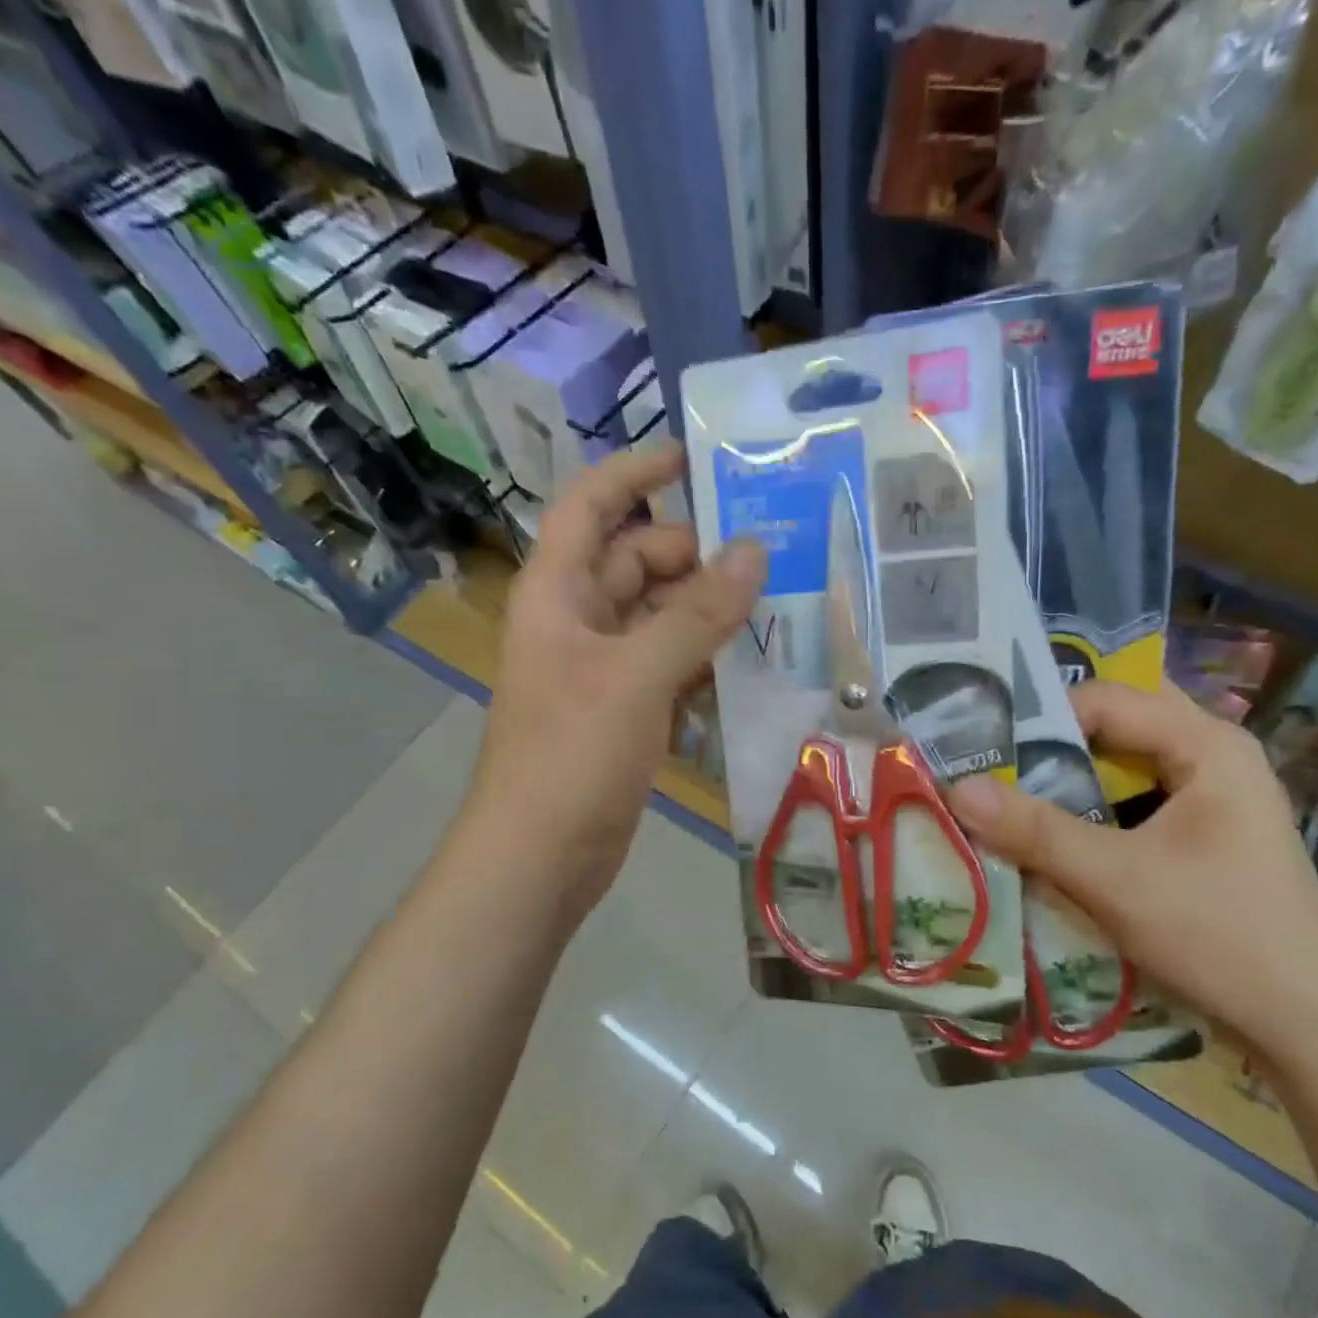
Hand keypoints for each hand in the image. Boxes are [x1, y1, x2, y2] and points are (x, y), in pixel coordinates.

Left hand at [464, 445, 765, 919]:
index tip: (694, 459)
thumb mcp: (637, 676)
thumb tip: (754, 550)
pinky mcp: (625, 709)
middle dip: (695, 553)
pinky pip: (670, 663)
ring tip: (775, 601)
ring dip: (708, 608)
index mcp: (558, 593)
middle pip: (636, 561)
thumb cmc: (573, 755)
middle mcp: (578, 620)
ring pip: (660, 616)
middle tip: (769, 552)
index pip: (591, 506)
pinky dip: (704, 657)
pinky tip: (750, 661)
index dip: (635, 474)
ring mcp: (602, 668)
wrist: (541, 857)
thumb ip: (697, 614)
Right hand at [947, 680, 1317, 1063]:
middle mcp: (1213, 753)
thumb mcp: (1115, 880)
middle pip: (1116, 722)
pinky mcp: (1204, 831)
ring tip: (1009, 790)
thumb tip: (955, 789)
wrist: (1311, 1025)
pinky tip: (1055, 828)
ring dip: (1070, 773)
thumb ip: (1035, 831)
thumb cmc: (1220, 936)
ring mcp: (1212, 793)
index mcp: (1206, 743)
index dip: (1038, 717)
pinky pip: (1134, 796)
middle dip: (1053, 739)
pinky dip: (1092, 804)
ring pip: (1124, 761)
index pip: (1103, 698)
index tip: (981, 748)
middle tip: (991, 760)